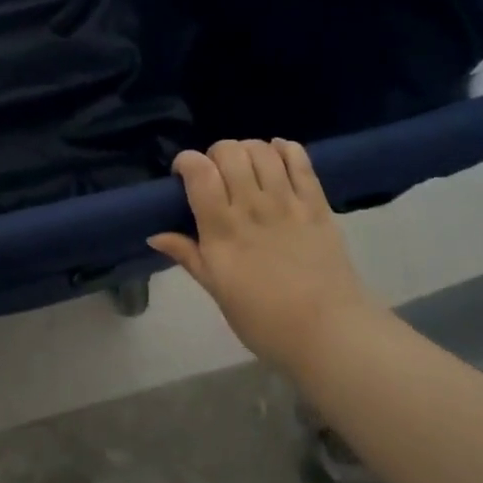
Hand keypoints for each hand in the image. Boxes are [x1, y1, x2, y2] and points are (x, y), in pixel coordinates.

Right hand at [149, 140, 385, 370]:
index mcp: (221, 230)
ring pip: (262, 151)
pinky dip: (285, 149)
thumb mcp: (216, 290)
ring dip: (248, 150)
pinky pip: (300, 161)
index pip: (199, 173)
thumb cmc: (263, 320)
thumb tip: (154, 235)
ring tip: (246, 167)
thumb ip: (188, 255)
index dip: (186, 162)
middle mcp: (252, 207)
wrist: (328, 333)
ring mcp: (287, 203)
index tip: (183, 175)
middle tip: (216, 175)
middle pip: (229, 152)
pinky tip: (277, 156)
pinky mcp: (317, 204)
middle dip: (215, 154)